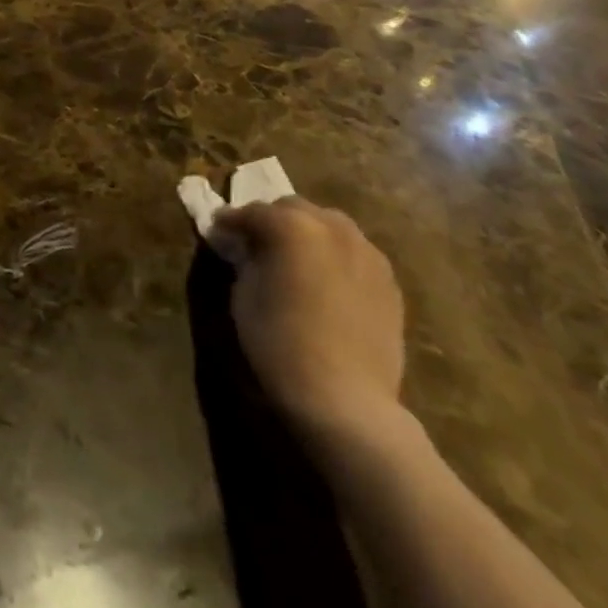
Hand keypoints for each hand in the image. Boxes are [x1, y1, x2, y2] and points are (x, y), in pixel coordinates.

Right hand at [210, 198, 405, 448]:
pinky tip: (325, 282)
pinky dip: (335, 257)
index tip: (219, 233)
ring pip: (330, 226)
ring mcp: (367, 253)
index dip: (230, 222)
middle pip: (294, 209)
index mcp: (291, 225)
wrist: (345, 398)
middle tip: (257, 244)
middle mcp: (332, 227)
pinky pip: (354, 254)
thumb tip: (246, 248)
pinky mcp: (388, 282)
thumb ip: (247, 258)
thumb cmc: (279, 341)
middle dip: (273, 221)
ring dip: (308, 234)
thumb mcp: (243, 292)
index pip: (251, 212)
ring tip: (295, 260)